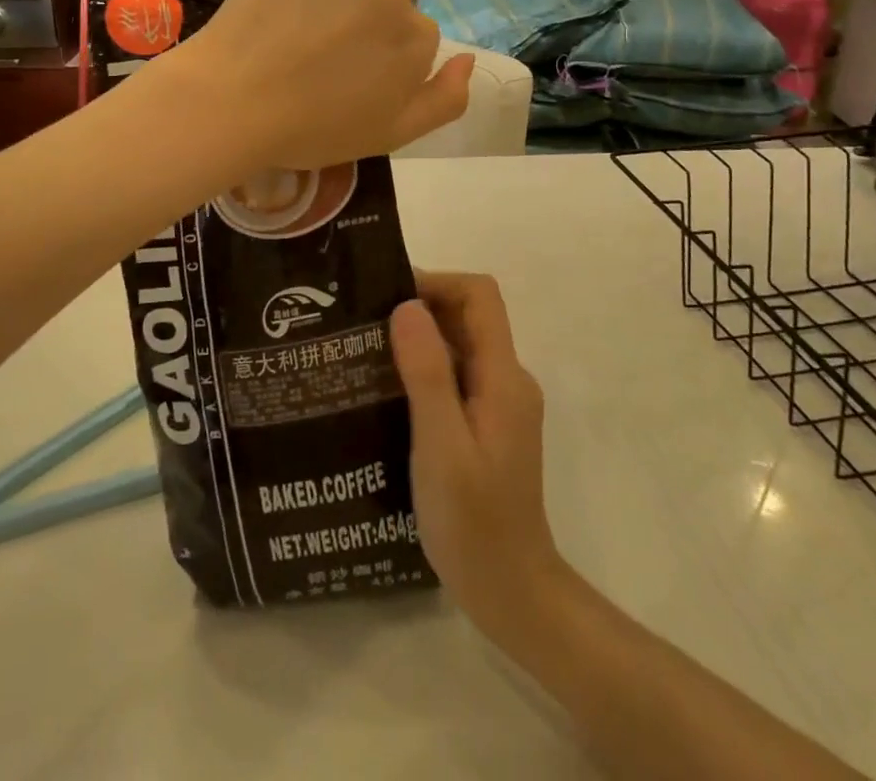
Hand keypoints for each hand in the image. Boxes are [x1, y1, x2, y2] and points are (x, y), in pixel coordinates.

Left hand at [169, 0, 473, 171]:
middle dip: (365, 25)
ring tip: (296, 23)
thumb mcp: (390, 135)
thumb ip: (445, 101)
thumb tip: (469, 59)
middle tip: (319, 52)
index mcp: (417, 42)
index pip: (415, 38)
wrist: (230, 104)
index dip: (383, 59)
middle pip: (391, 3)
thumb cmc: (309, 129)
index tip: (349, 75)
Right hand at [391, 271, 566, 637]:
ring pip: (460, 346)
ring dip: (418, 339)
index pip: (479, 296)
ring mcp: (499, 404)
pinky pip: (456, 376)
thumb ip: (427, 373)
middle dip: (420, 308)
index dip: (437, 283)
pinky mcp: (487, 425)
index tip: (388, 297)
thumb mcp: (441, 446)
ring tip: (365, 352)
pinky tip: (385, 391)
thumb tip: (407, 305)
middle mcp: (507, 380)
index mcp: (503, 377)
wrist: (511, 592)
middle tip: (364, 322)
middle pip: (468, 316)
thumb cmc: (474, 522)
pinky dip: (424, 369)